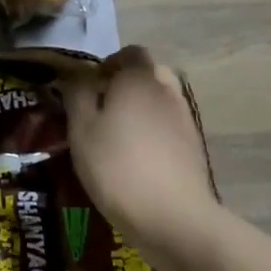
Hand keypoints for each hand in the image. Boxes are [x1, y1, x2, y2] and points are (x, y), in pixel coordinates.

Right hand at [62, 46, 224, 265]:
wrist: (173, 218)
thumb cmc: (117, 166)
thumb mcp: (81, 128)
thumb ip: (77, 93)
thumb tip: (77, 75)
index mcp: (139, 77)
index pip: (128, 53)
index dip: (107, 65)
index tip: (88, 88)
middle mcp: (166, 89)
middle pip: (147, 73)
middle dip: (125, 84)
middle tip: (101, 109)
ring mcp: (185, 118)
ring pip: (160, 99)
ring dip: (141, 108)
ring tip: (117, 135)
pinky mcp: (194, 146)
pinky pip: (169, 125)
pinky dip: (154, 131)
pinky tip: (137, 157)